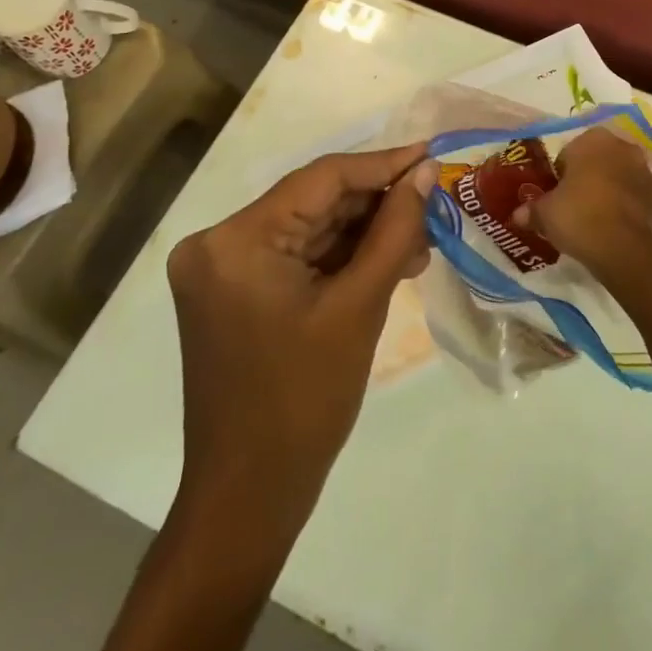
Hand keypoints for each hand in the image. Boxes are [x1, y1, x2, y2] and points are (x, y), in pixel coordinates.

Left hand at [166, 143, 435, 530]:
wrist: (249, 496)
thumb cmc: (305, 402)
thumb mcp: (360, 305)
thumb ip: (395, 229)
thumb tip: (425, 172)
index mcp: (236, 240)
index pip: (322, 178)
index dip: (383, 164)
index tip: (431, 154)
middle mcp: (218, 242)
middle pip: (315, 201)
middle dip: (377, 205)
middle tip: (433, 207)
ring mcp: (222, 268)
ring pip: (310, 227)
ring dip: (364, 233)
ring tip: (419, 244)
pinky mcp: (233, 290)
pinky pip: (297, 254)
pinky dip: (341, 257)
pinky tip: (386, 263)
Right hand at [518, 127, 651, 279]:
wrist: (622, 249)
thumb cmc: (578, 216)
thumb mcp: (545, 214)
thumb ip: (531, 210)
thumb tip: (518, 215)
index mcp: (594, 140)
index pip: (570, 153)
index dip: (561, 175)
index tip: (556, 196)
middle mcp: (625, 148)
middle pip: (602, 161)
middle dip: (592, 178)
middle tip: (577, 206)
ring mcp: (649, 174)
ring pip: (626, 178)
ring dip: (617, 191)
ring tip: (601, 219)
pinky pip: (646, 201)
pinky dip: (638, 210)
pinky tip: (625, 227)